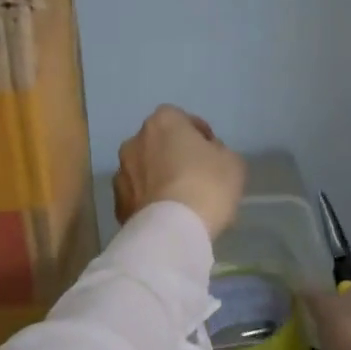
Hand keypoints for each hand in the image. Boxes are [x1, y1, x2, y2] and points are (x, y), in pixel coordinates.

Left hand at [114, 105, 246, 239]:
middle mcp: (135, 142)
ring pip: (144, 170)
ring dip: (157, 179)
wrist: (172, 230)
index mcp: (162, 122)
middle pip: (158, 144)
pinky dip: (149, 202)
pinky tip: (166, 217)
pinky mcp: (117, 204)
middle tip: (195, 176)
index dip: (197, 135)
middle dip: (173, 155)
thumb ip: (219, 151)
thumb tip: (207, 156)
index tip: (211, 153)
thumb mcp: (232, 162)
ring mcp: (121, 173)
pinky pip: (138, 197)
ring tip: (179, 201)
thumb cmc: (207, 186)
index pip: (181, 119)